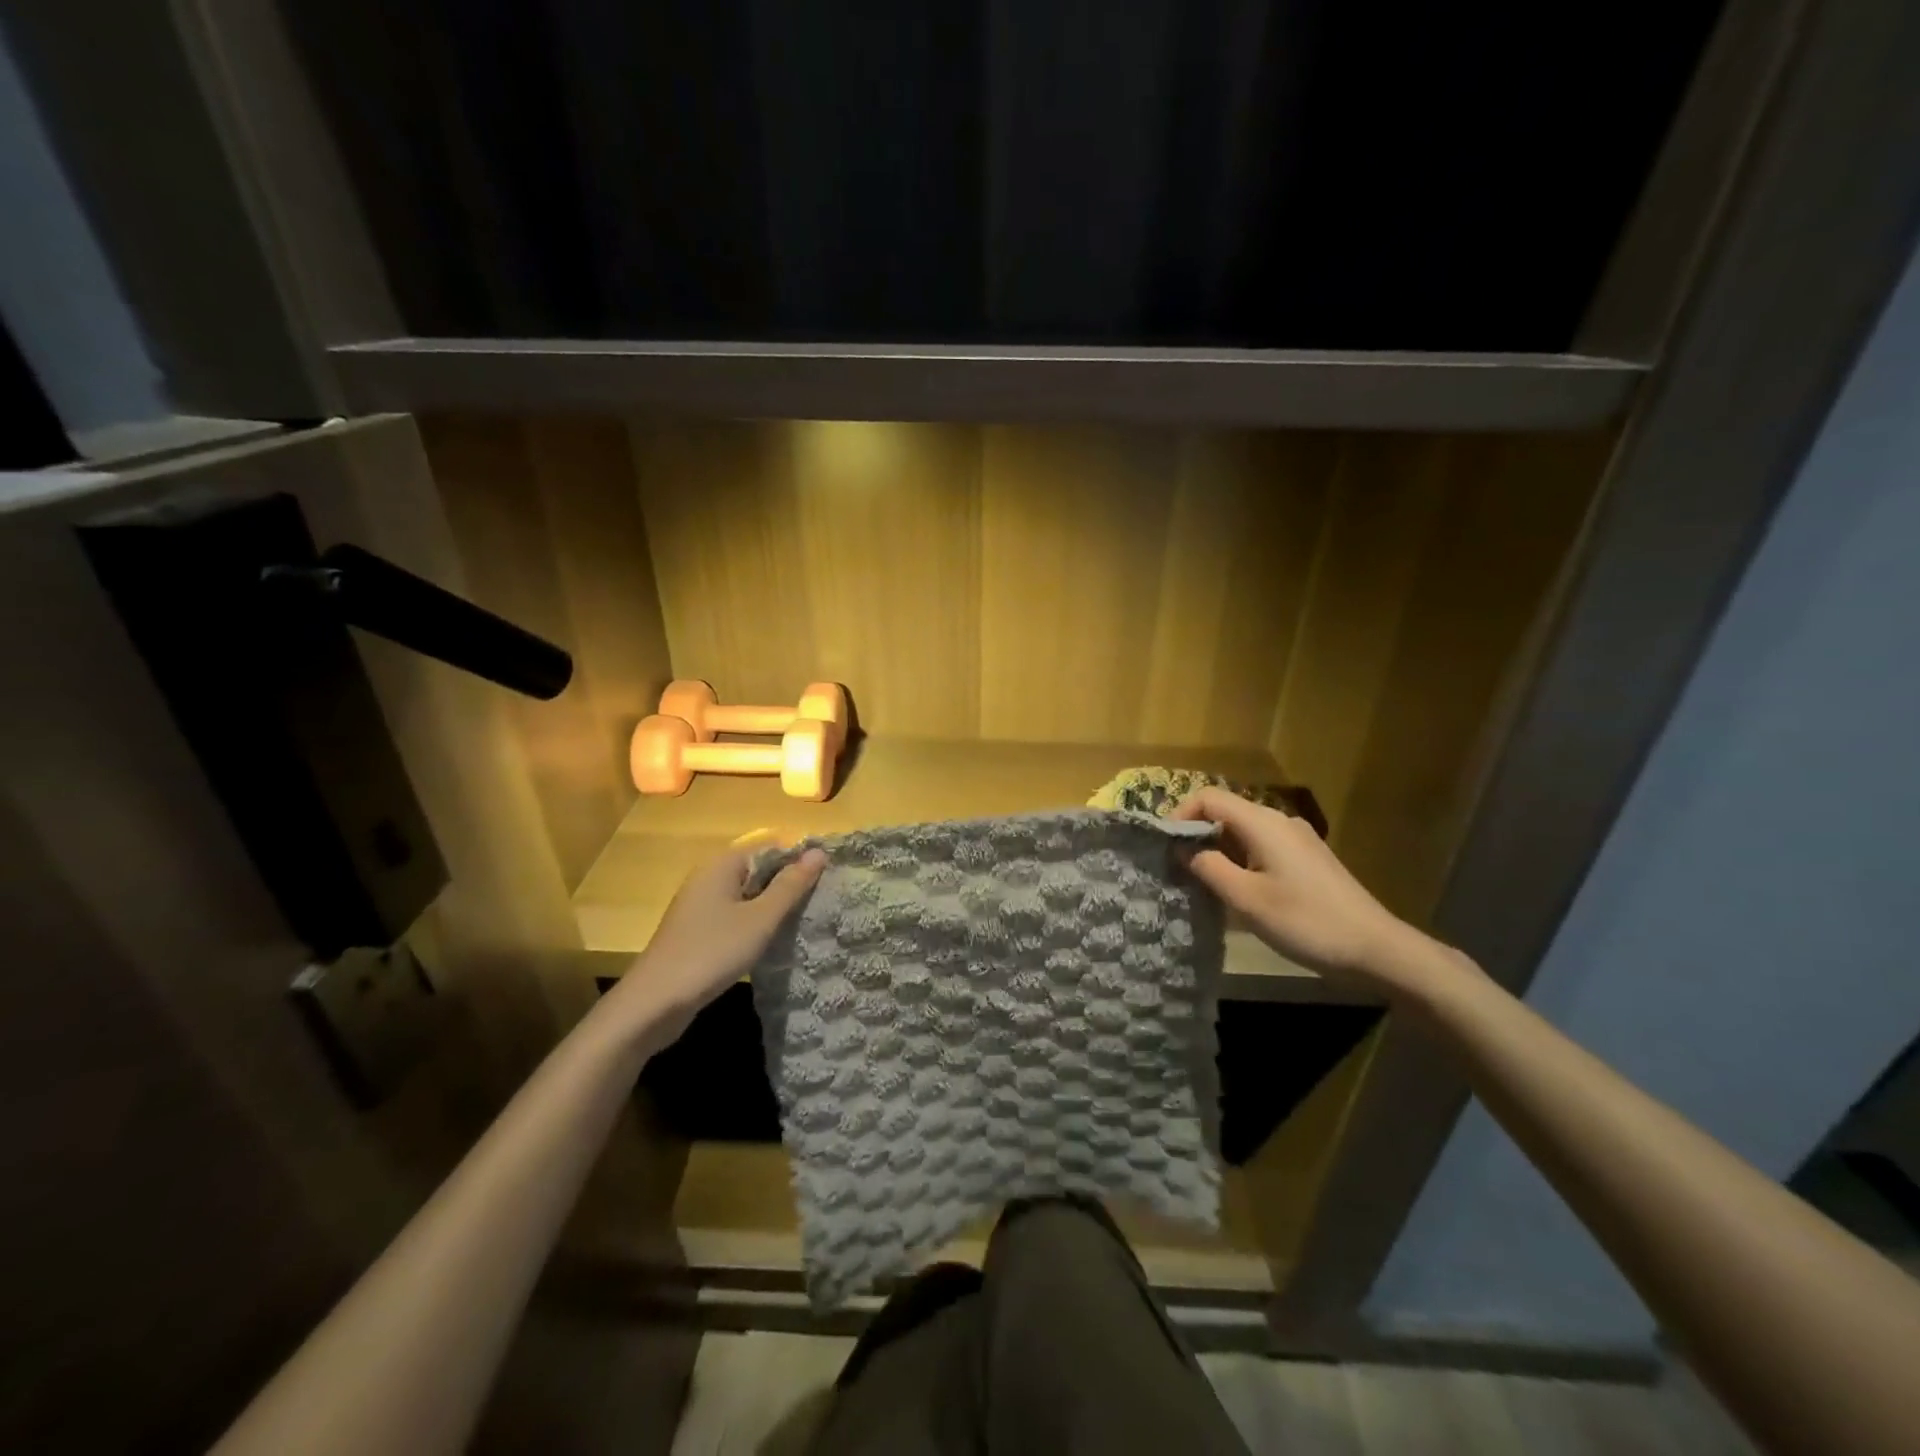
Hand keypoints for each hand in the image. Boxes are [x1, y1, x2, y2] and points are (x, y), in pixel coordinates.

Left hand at [599, 842, 825, 1046]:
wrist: (654, 1003)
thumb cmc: (711, 952)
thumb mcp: (760, 919)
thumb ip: (790, 885)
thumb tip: (819, 852)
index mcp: (722, 865)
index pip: (770, 845)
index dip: (799, 857)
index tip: (828, 877)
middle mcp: (709, 877)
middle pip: (759, 868)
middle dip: (789, 882)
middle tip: (823, 900)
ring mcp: (701, 906)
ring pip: (749, 895)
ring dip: (775, 905)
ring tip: (807, 919)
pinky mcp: (698, 931)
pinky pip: (736, 915)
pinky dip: (757, 923)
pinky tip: (775, 940)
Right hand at [1170, 788, 1428, 989]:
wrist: (1375, 948)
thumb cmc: (1305, 921)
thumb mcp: (1246, 899)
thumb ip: (1208, 867)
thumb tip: (1182, 847)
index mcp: (1263, 823)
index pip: (1208, 797)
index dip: (1180, 815)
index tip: (1164, 847)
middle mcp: (1279, 821)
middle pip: (1225, 812)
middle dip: (1197, 835)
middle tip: (1178, 869)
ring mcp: (1296, 839)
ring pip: (1242, 832)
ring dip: (1218, 851)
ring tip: (1202, 885)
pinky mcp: (1306, 859)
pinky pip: (1261, 847)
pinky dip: (1239, 860)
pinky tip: (1237, 892)